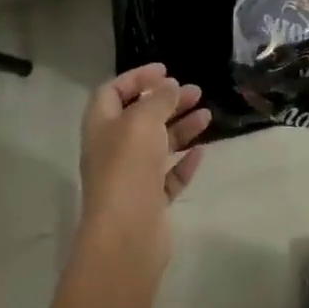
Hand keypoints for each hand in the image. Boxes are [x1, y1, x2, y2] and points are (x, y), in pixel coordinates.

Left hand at [78, 63, 210, 271]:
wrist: (126, 236)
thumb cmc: (128, 168)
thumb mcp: (143, 121)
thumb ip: (158, 99)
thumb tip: (169, 86)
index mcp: (101, 127)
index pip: (113, 92)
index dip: (137, 78)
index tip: (165, 71)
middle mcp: (113, 150)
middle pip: (140, 117)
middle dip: (167, 101)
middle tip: (195, 91)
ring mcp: (131, 178)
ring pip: (157, 146)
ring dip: (181, 128)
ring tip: (207, 115)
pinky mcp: (149, 203)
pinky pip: (168, 177)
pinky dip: (184, 162)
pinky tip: (201, 152)